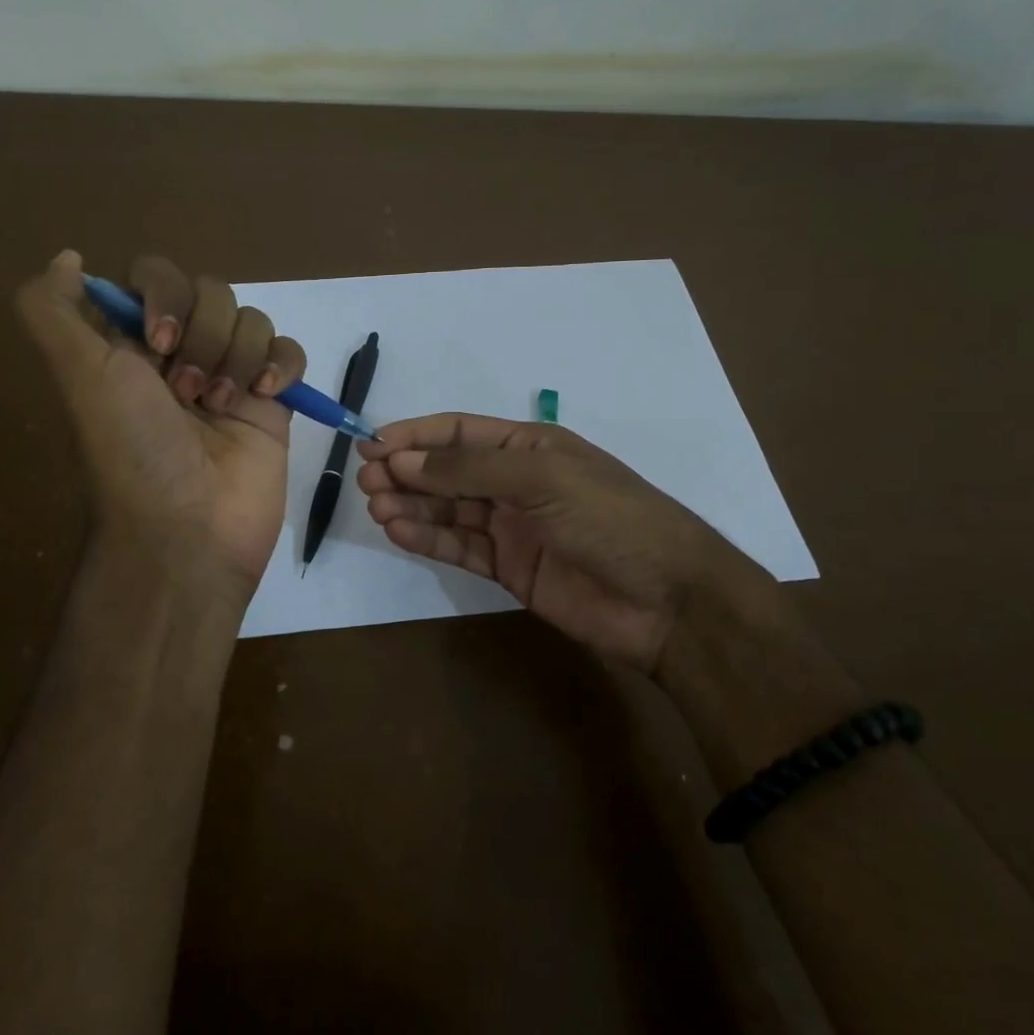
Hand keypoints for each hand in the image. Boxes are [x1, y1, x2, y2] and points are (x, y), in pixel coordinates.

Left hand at [16, 250, 305, 599]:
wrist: (191, 530)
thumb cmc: (133, 450)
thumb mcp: (78, 376)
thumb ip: (53, 310)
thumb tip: (68, 258)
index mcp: (133, 346)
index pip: (158, 278)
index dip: (165, 298)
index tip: (156, 344)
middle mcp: (181, 354)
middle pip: (212, 293)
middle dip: (203, 338)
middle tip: (185, 392)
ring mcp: (231, 377)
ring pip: (252, 320)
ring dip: (237, 359)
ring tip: (221, 408)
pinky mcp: (273, 402)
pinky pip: (289, 351)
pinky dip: (281, 365)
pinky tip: (267, 396)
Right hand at [356, 413, 772, 674]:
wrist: (667, 601)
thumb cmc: (610, 519)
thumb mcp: (542, 479)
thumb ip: (469, 470)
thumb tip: (402, 458)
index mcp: (528, 446)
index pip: (458, 433)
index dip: (414, 436)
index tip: (371, 444)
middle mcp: (515, 481)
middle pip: (447, 471)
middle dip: (406, 472)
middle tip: (366, 482)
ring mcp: (512, 526)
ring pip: (449, 510)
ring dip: (411, 506)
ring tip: (377, 508)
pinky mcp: (509, 568)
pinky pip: (460, 548)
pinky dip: (428, 539)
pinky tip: (399, 533)